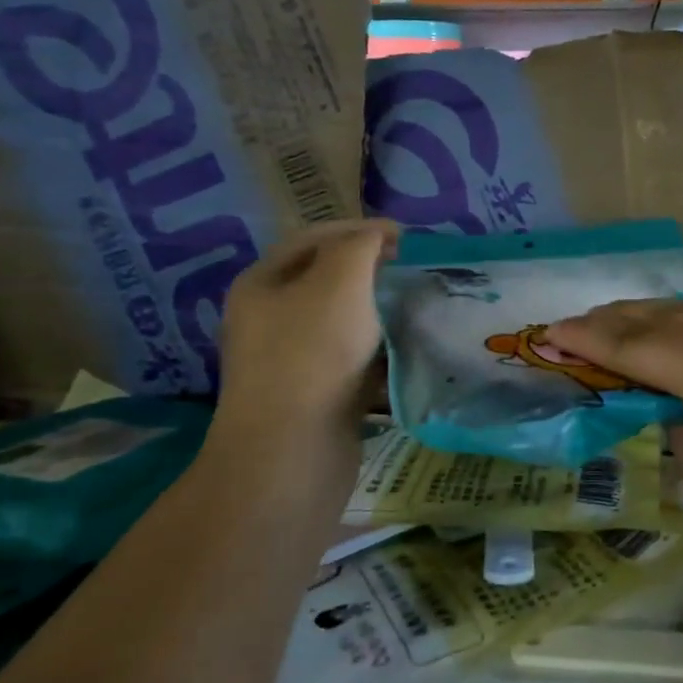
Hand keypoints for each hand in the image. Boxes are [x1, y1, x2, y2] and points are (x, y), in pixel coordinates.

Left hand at [213, 219, 398, 439]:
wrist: (292, 452)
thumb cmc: (313, 354)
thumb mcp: (339, 281)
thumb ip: (360, 246)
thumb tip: (376, 235)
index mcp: (263, 283)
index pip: (313, 238)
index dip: (359, 229)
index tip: (405, 237)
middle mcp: (270, 319)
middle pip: (327, 281)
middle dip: (372, 273)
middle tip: (412, 272)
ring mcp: (290, 361)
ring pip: (343, 325)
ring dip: (380, 315)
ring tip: (418, 310)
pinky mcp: (314, 397)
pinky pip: (352, 363)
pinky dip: (379, 355)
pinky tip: (408, 355)